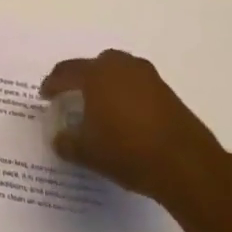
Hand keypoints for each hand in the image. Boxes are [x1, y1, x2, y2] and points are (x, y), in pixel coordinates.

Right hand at [41, 50, 231, 220]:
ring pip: (119, 74)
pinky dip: (126, 96)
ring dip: (107, 85)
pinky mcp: (168, 93)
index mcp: (97, 74)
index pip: (66, 72)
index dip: (52, 84)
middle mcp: (122, 67)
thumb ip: (67, 142)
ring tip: (100, 107)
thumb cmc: (127, 152)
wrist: (186, 165)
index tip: (45, 96)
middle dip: (81, 79)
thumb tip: (59, 138)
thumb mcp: (87, 152)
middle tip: (72, 96)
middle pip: (94, 66)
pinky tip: (125, 118)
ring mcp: (148, 77)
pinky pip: (137, 87)